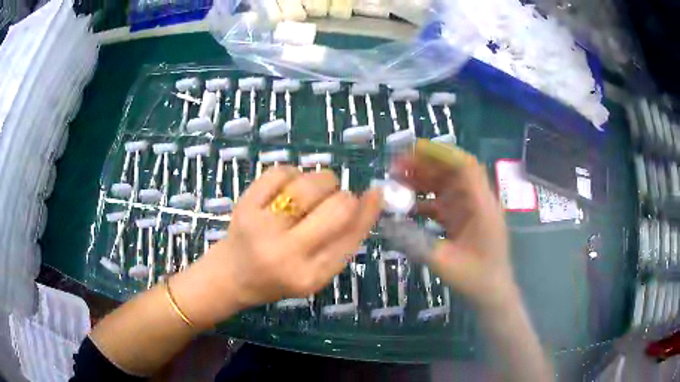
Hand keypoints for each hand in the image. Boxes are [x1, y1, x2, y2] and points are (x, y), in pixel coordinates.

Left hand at [175, 166, 381, 326]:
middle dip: (343, 195)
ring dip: (320, 181)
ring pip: (311, 183)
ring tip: (309, 194)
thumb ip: (344, 240)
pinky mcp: (244, 205)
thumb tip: (372, 197)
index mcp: (311, 276)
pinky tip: (287, 189)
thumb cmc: (279, 278)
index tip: (374, 193)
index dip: (368, 209)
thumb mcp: (317, 272)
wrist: (231, 276)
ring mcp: (262, 227)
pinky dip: (292, 174)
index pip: (352, 234)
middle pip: (338, 206)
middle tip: (332, 200)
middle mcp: (287, 254)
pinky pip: (282, 171)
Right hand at [392, 145, 515, 310]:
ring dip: (423, 180)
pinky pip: (444, 202)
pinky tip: (408, 206)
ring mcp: (471, 210)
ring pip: (446, 185)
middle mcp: (478, 201)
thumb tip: (386, 225)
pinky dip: (426, 201)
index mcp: (481, 206)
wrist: (493, 293)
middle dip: (424, 165)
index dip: (440, 153)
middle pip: (453, 172)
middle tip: (395, 168)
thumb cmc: (476, 279)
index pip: (465, 166)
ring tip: (397, 182)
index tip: (412, 150)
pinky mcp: (464, 219)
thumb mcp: (444, 263)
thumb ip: (415, 243)